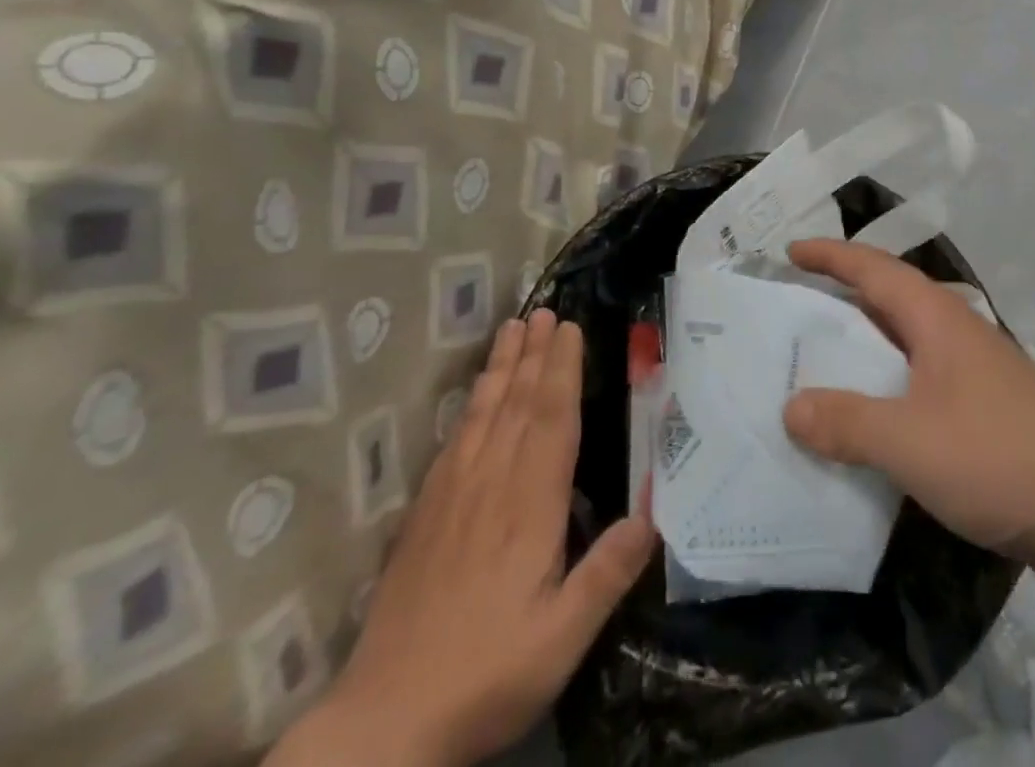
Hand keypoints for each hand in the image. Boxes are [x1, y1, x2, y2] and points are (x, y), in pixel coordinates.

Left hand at [270, 311, 654, 766]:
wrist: (382, 726)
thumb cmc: (485, 677)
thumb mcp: (561, 640)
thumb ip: (607, 575)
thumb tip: (653, 514)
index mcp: (529, 508)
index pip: (550, 421)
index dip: (561, 371)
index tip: (570, 328)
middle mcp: (491, 487)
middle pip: (516, 404)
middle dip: (534, 354)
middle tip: (545, 309)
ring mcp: (452, 498)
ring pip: (483, 414)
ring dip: (502, 367)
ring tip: (513, 327)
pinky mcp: (425, 516)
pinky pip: (454, 441)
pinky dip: (469, 405)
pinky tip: (475, 394)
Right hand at [781, 240, 1034, 588]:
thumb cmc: (1001, 455)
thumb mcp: (910, 440)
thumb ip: (847, 423)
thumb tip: (791, 406)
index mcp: (935, 319)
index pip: (872, 269)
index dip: (830, 256)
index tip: (789, 252)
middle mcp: (952, 335)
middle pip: (886, 302)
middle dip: (839, 301)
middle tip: (789, 313)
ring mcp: (972, 375)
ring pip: (902, 349)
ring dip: (861, 353)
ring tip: (813, 369)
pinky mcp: (983, 415)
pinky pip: (917, 390)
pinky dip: (884, 396)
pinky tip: (865, 428)